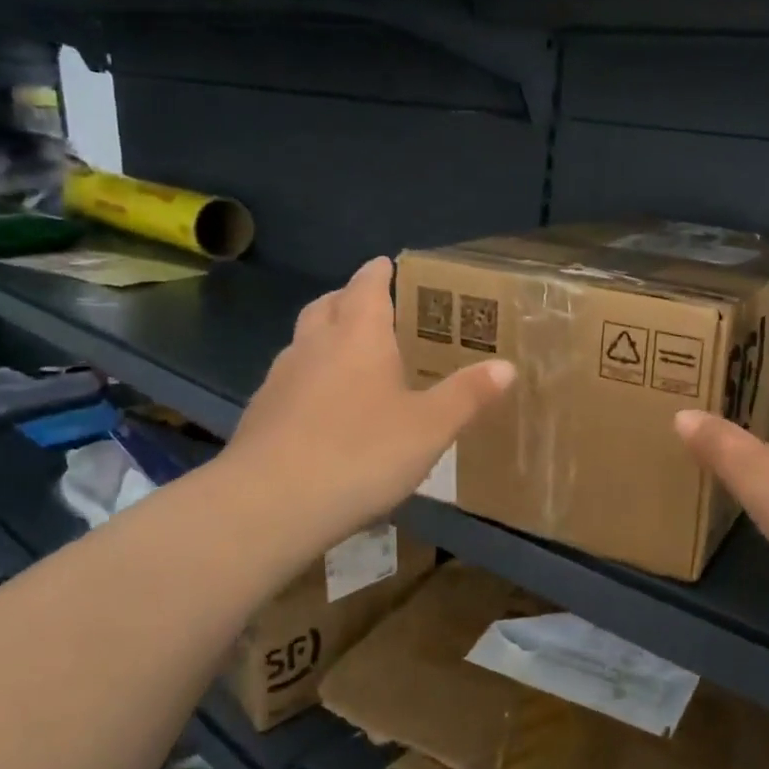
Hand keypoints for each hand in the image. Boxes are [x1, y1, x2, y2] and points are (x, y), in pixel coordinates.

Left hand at [224, 256, 513, 549]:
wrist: (269, 505)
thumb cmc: (360, 453)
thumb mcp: (430, 428)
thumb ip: (468, 395)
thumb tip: (507, 366)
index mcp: (358, 336)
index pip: (366, 287)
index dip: (378, 272)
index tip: (387, 264)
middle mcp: (315, 346)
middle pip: (328, 305)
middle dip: (348, 298)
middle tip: (373, 306)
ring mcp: (281, 379)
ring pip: (303, 341)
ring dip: (325, 336)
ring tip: (351, 356)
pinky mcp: (261, 414)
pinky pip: (291, 379)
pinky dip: (310, 378)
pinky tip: (325, 409)